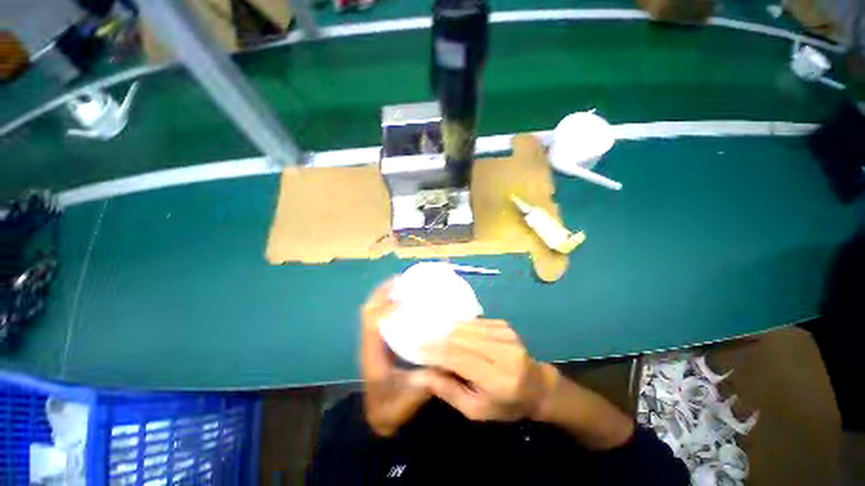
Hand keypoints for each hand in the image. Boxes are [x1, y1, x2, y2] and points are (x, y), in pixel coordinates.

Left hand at [360, 281, 430, 436]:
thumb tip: (445, 357)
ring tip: (402, 285)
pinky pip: (379, 316)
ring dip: (383, 295)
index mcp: (373, 356)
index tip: (404, 296)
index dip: (386, 307)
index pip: (373, 324)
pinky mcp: (379, 342)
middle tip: (401, 280)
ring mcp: (373, 342)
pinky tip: (404, 301)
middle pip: (369, 310)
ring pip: (372, 311)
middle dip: (382, 293)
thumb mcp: (410, 398)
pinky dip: (387, 304)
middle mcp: (370, 344)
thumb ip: (427, 380)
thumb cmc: (392, 408)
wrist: (379, 419)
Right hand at [421, 319, 558, 421]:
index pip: (459, 358)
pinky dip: (461, 327)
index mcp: (499, 379)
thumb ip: (449, 391)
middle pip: (461, 338)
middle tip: (422, 340)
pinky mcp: (504, 325)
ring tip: (434, 336)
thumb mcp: (476, 410)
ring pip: (466, 327)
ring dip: (448, 331)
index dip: (436, 352)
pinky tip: (454, 334)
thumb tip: (424, 373)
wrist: (537, 386)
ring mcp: (506, 334)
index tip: (418, 349)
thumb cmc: (506, 404)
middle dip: (439, 339)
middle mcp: (504, 352)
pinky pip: (475, 322)